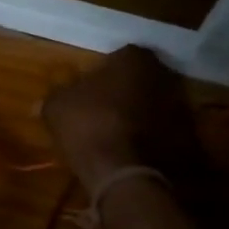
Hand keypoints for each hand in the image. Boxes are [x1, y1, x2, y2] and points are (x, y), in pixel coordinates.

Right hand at [40, 45, 193, 197]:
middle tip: (101, 109)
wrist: (126, 173)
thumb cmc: (89, 126)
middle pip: (140, 79)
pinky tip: (131, 151)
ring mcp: (181, 106)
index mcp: (134, 58)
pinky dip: (151, 137)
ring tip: (115, 134)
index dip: (101, 72)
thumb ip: (53, 97)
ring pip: (154, 104)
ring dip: (139, 114)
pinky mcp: (189, 137)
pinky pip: (163, 131)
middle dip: (124, 91)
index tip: (87, 90)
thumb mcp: (57, 108)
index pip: (118, 56)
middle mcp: (164, 74)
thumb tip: (40, 102)